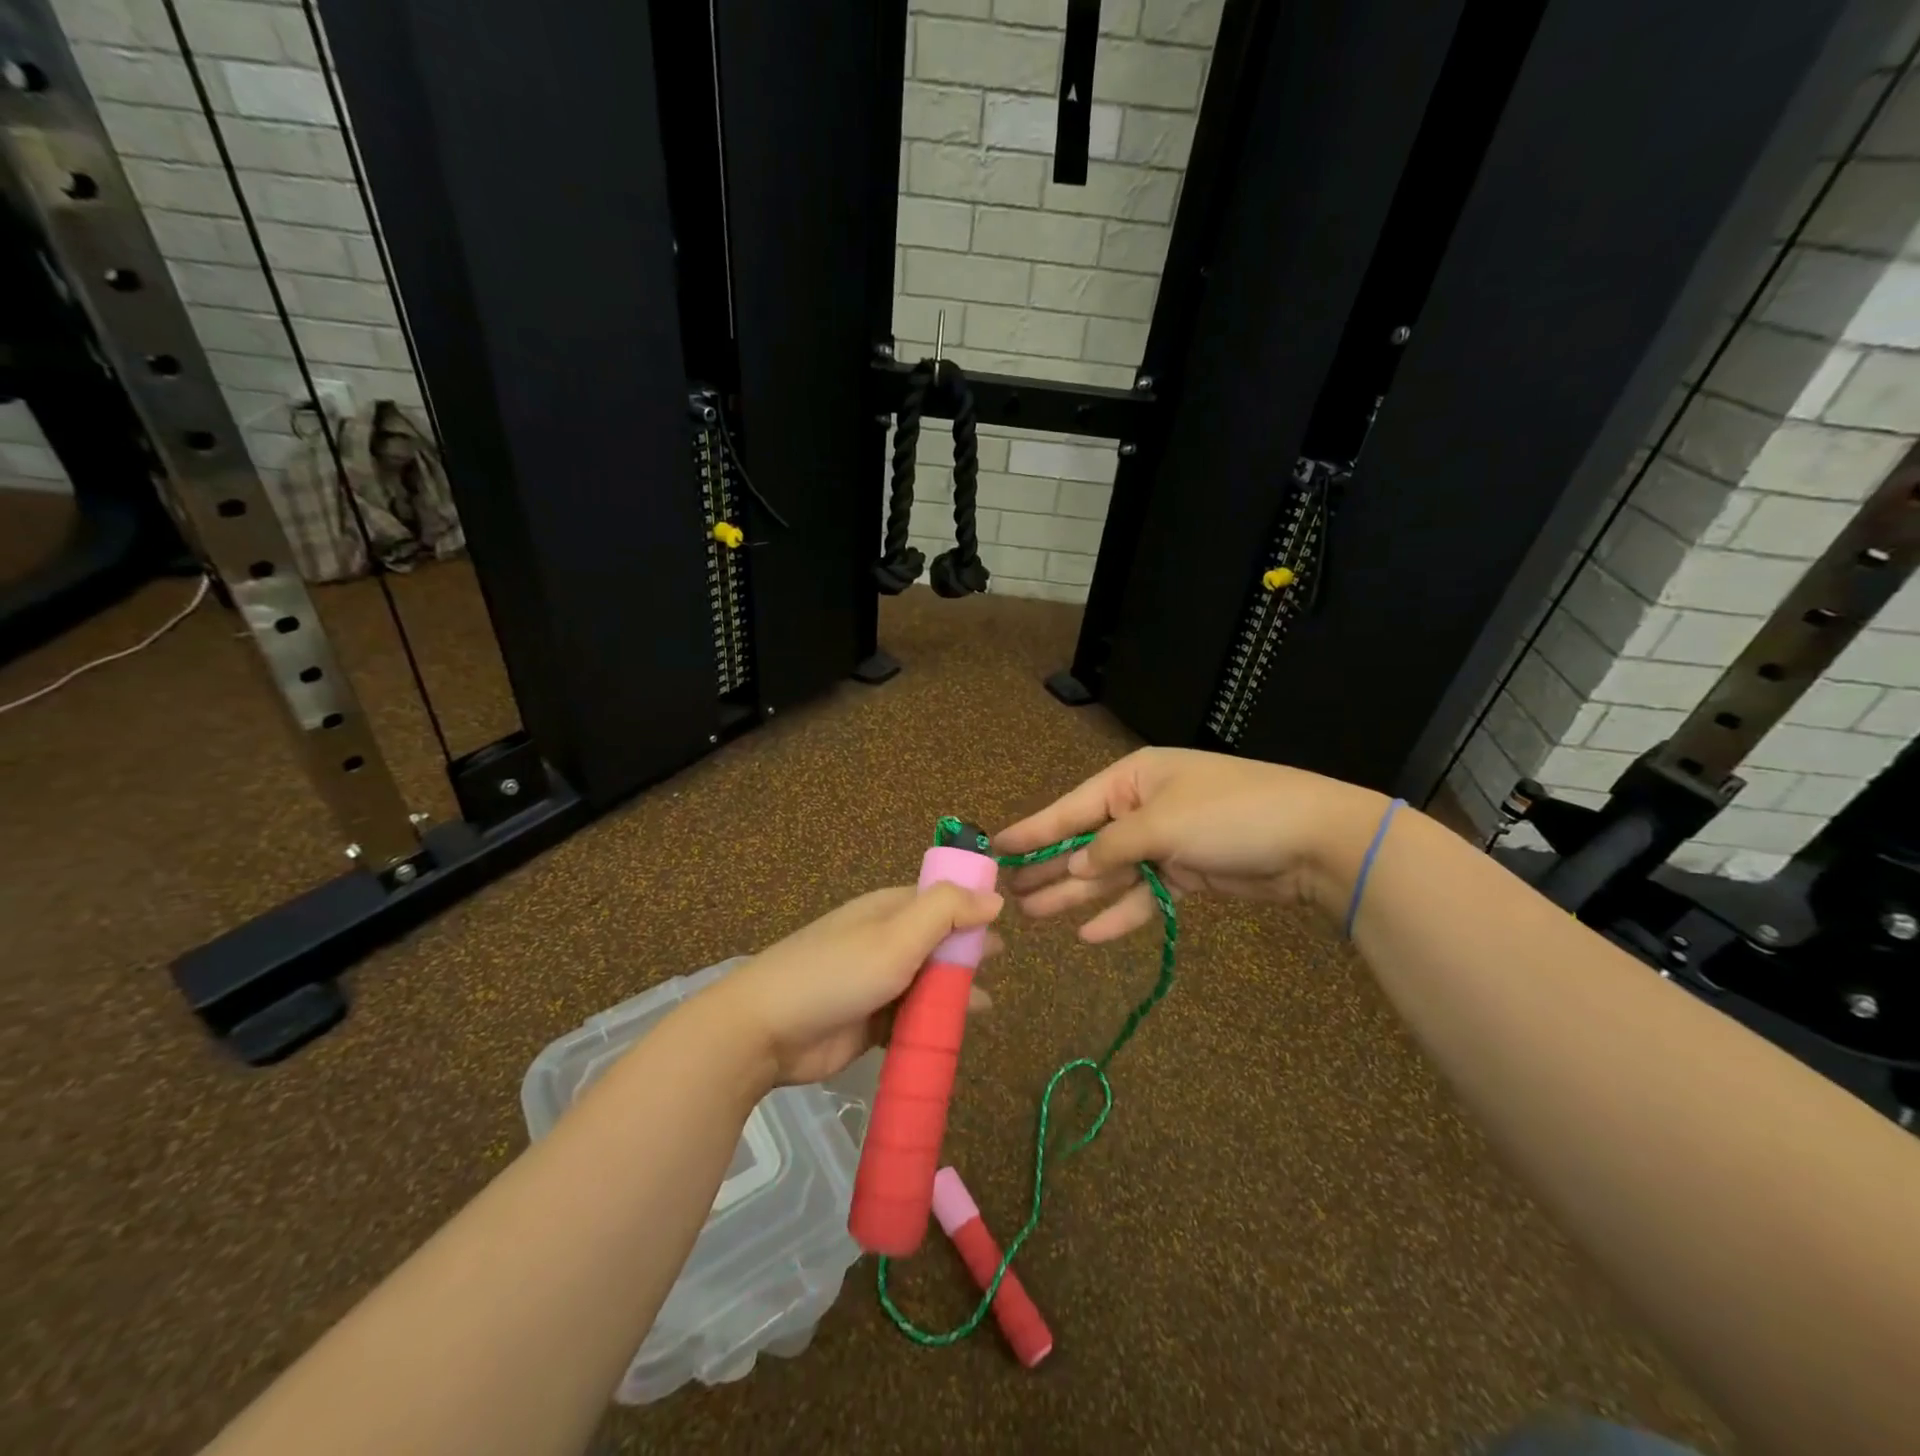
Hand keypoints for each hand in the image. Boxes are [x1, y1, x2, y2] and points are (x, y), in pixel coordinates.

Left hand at [705, 884, 1003, 1085]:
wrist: (766, 1031)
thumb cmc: (837, 973)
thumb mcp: (897, 935)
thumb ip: (947, 911)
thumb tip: (994, 896)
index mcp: (889, 910)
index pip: (940, 898)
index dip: (972, 905)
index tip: (1006, 920)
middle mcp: (885, 941)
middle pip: (937, 941)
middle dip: (967, 951)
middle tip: (999, 963)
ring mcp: (876, 982)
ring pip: (927, 982)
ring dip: (953, 991)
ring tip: (984, 1005)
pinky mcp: (869, 1023)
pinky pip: (912, 1019)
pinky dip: (932, 1024)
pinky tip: (954, 1036)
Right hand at [994, 747, 1385, 940]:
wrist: (1313, 838)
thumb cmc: (1229, 814)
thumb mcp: (1163, 823)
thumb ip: (1111, 847)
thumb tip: (1075, 867)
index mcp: (1134, 780)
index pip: (1071, 807)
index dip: (1033, 829)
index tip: (995, 846)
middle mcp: (1144, 807)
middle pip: (1085, 841)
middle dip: (1050, 866)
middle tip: (1008, 893)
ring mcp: (1165, 842)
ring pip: (1110, 872)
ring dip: (1076, 894)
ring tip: (1035, 915)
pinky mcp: (1187, 873)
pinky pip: (1143, 894)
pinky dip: (1120, 913)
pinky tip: (1090, 934)